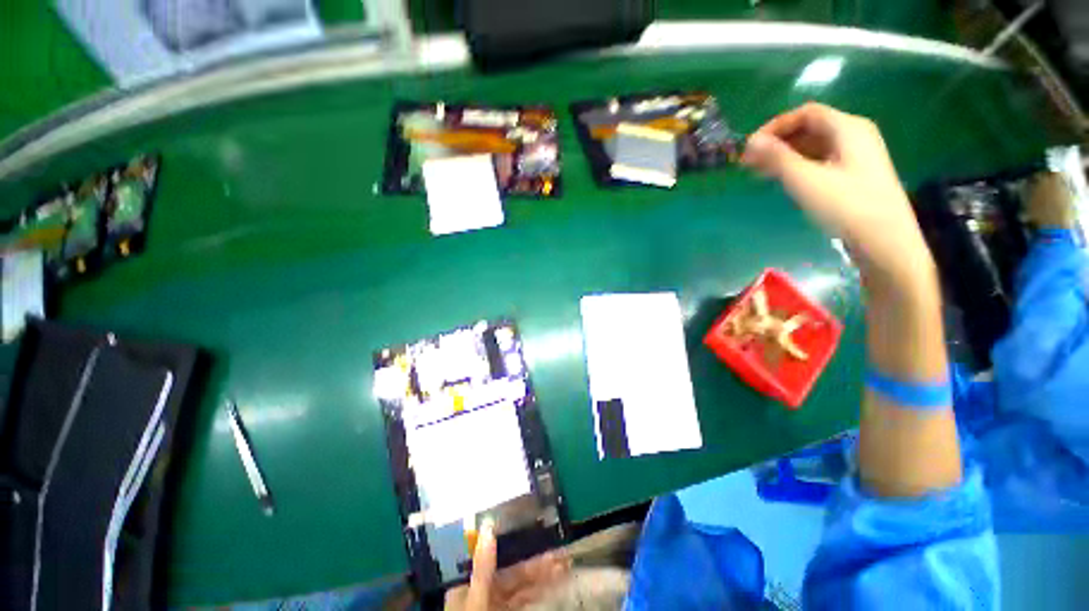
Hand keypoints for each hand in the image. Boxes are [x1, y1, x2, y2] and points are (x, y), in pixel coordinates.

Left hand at [444, 519, 570, 610]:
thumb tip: (488, 528)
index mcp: (467, 581)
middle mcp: (480, 589)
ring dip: (543, 575)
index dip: (516, 542)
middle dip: (536, 561)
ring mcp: (493, 603)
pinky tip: (555, 583)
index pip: (493, 553)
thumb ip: (483, 567)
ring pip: (521, 584)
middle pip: (512, 569)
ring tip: (564, 565)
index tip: (537, 531)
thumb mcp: (475, 600)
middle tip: (560, 552)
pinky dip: (539, 590)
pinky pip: (524, 599)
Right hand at [741, 103, 934, 291]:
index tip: (750, 146)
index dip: (775, 126)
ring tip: (760, 173)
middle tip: (750, 163)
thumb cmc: (846, 206)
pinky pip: (820, 161)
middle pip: (810, 128)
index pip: (806, 113)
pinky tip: (784, 181)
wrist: (885, 241)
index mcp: (848, 128)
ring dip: (785, 155)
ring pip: (814, 146)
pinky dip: (798, 166)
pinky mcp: (854, 175)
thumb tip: (750, 142)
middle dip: (778, 142)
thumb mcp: (806, 180)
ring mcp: (856, 156)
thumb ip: (777, 158)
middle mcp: (854, 135)